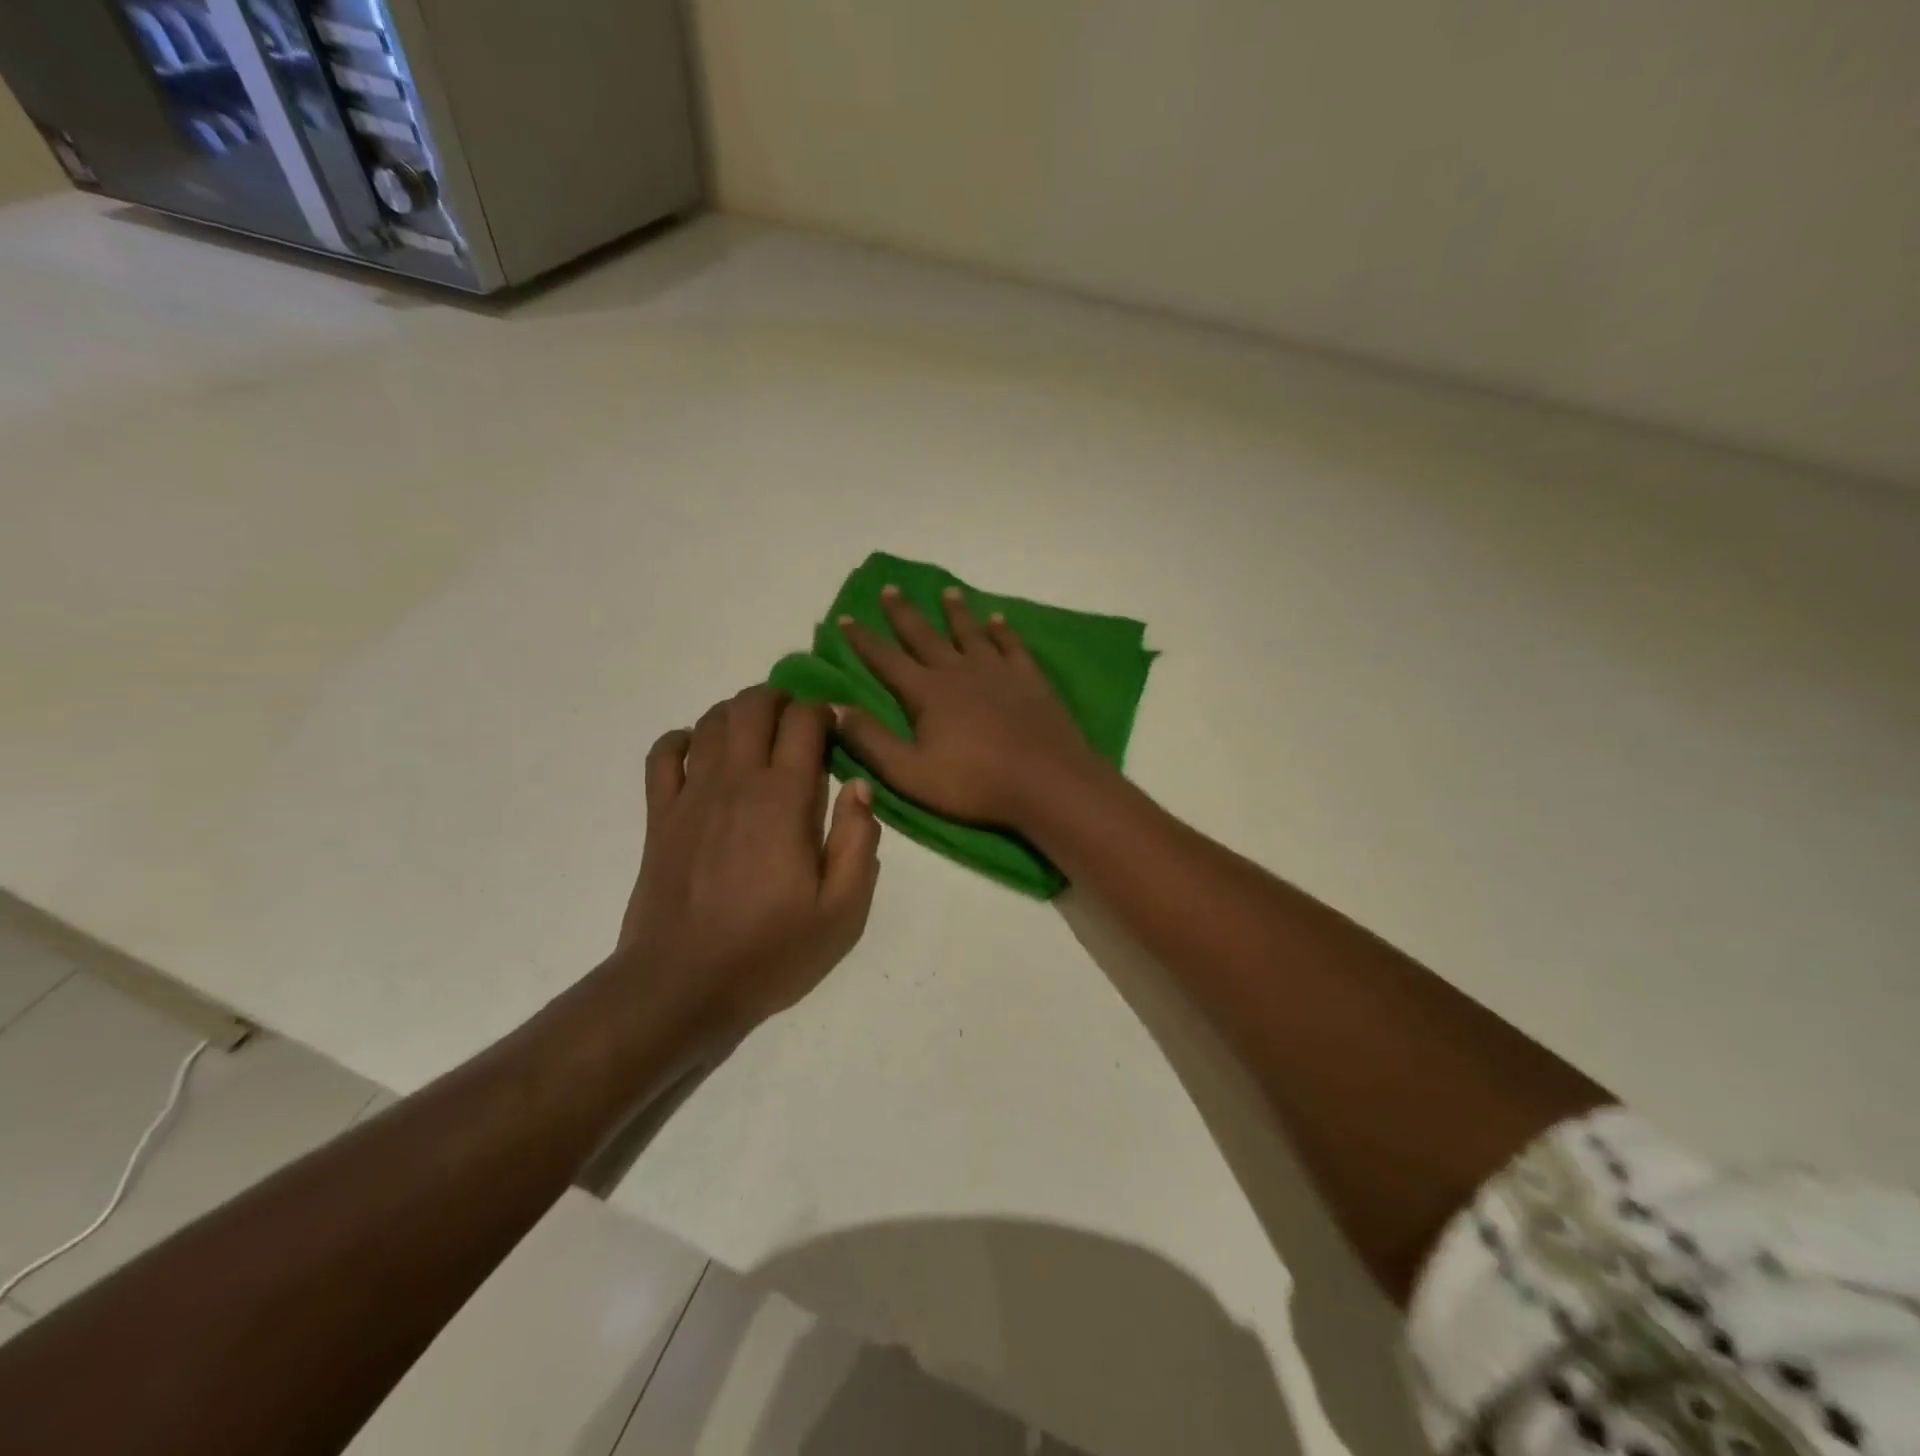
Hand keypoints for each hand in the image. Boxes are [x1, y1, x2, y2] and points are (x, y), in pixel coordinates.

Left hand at [619, 686, 880, 1039]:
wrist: (681, 985)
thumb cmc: (770, 950)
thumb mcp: (841, 911)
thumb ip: (858, 842)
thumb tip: (859, 786)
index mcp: (784, 799)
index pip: (803, 722)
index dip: (823, 714)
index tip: (836, 732)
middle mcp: (736, 781)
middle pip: (753, 705)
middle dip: (781, 699)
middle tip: (799, 724)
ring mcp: (691, 794)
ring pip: (711, 720)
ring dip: (738, 712)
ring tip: (758, 734)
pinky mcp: (659, 814)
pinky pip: (664, 753)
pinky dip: (683, 739)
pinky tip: (700, 753)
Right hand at [833, 585, 1103, 827]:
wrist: (1046, 781)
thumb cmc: (974, 783)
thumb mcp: (910, 773)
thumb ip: (871, 741)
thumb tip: (835, 708)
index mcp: (927, 693)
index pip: (886, 660)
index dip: (863, 640)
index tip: (846, 618)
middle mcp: (959, 671)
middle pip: (925, 635)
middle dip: (904, 613)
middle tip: (891, 588)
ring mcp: (997, 671)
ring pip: (970, 632)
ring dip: (956, 612)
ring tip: (948, 591)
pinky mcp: (1029, 678)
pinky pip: (1011, 644)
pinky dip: (1002, 630)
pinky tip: (998, 619)